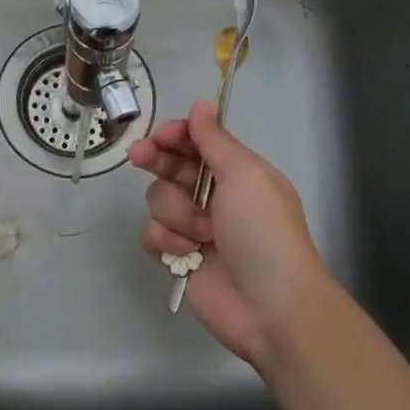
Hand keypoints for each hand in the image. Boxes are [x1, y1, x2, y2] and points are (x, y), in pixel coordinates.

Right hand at [129, 100, 331, 366]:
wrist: (271, 306)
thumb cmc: (263, 232)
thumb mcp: (245, 176)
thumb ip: (215, 140)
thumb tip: (200, 103)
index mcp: (237, 172)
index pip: (198, 142)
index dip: (176, 136)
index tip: (160, 136)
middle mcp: (215, 195)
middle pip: (171, 167)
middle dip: (157, 161)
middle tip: (139, 156)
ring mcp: (196, 227)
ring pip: (159, 201)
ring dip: (177, 214)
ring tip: (202, 235)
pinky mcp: (179, 256)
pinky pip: (153, 235)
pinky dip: (167, 242)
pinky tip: (187, 255)